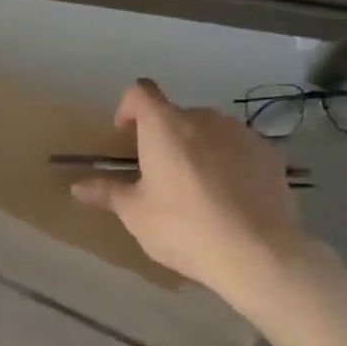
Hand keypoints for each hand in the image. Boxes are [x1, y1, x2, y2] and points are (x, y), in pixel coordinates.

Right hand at [71, 80, 323, 302]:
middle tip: (160, 175)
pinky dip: (229, 162)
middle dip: (164, 137)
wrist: (257, 253)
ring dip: (197, 148)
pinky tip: (230, 197)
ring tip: (198, 188)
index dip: (128, 108)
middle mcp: (203, 118)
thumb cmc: (183, 228)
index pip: (140, 92)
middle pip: (175, 115)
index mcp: (164, 126)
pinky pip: (239, 148)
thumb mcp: (136, 214)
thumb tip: (77, 186)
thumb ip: (108, 192)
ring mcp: (240, 133)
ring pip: (209, 131)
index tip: (125, 136)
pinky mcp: (269, 153)